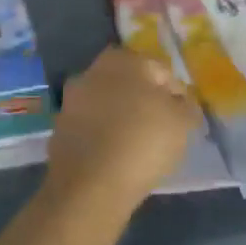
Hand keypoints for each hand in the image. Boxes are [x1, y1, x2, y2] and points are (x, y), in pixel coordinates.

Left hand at [45, 47, 198, 212]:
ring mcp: (71, 100)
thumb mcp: (183, 122)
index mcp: (123, 59)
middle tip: (161, 130)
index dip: (175, 94)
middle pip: (130, 85)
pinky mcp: (59, 129)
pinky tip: (116, 157)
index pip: (160, 71)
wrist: (91, 184)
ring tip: (139, 147)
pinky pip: (91, 128)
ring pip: (108, 106)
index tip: (181, 119)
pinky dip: (103, 137)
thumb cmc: (143, 141)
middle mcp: (92, 71)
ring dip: (122, 119)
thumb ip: (186, 106)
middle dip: (144, 103)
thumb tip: (180, 103)